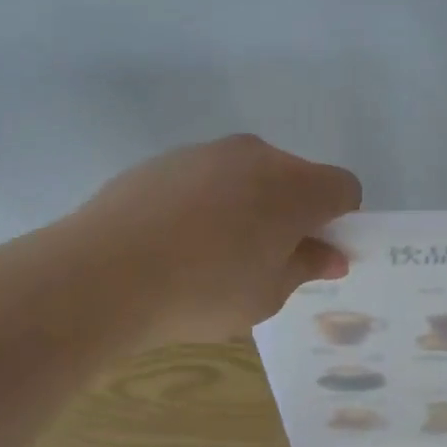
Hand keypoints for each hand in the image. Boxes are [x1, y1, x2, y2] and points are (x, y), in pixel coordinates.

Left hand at [71, 134, 361, 345]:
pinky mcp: (164, 159)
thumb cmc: (203, 291)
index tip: (314, 253)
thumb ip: (306, 267)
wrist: (103, 273)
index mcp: (293, 186)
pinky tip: (175, 241)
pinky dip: (206, 201)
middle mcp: (256, 155)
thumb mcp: (267, 294)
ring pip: (248, 174)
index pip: (343, 188)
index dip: (339, 221)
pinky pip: (205, 177)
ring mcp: (206, 152)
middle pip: (295, 177)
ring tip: (212, 254)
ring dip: (248, 204)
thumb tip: (330, 255)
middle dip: (292, 212)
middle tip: (265, 259)